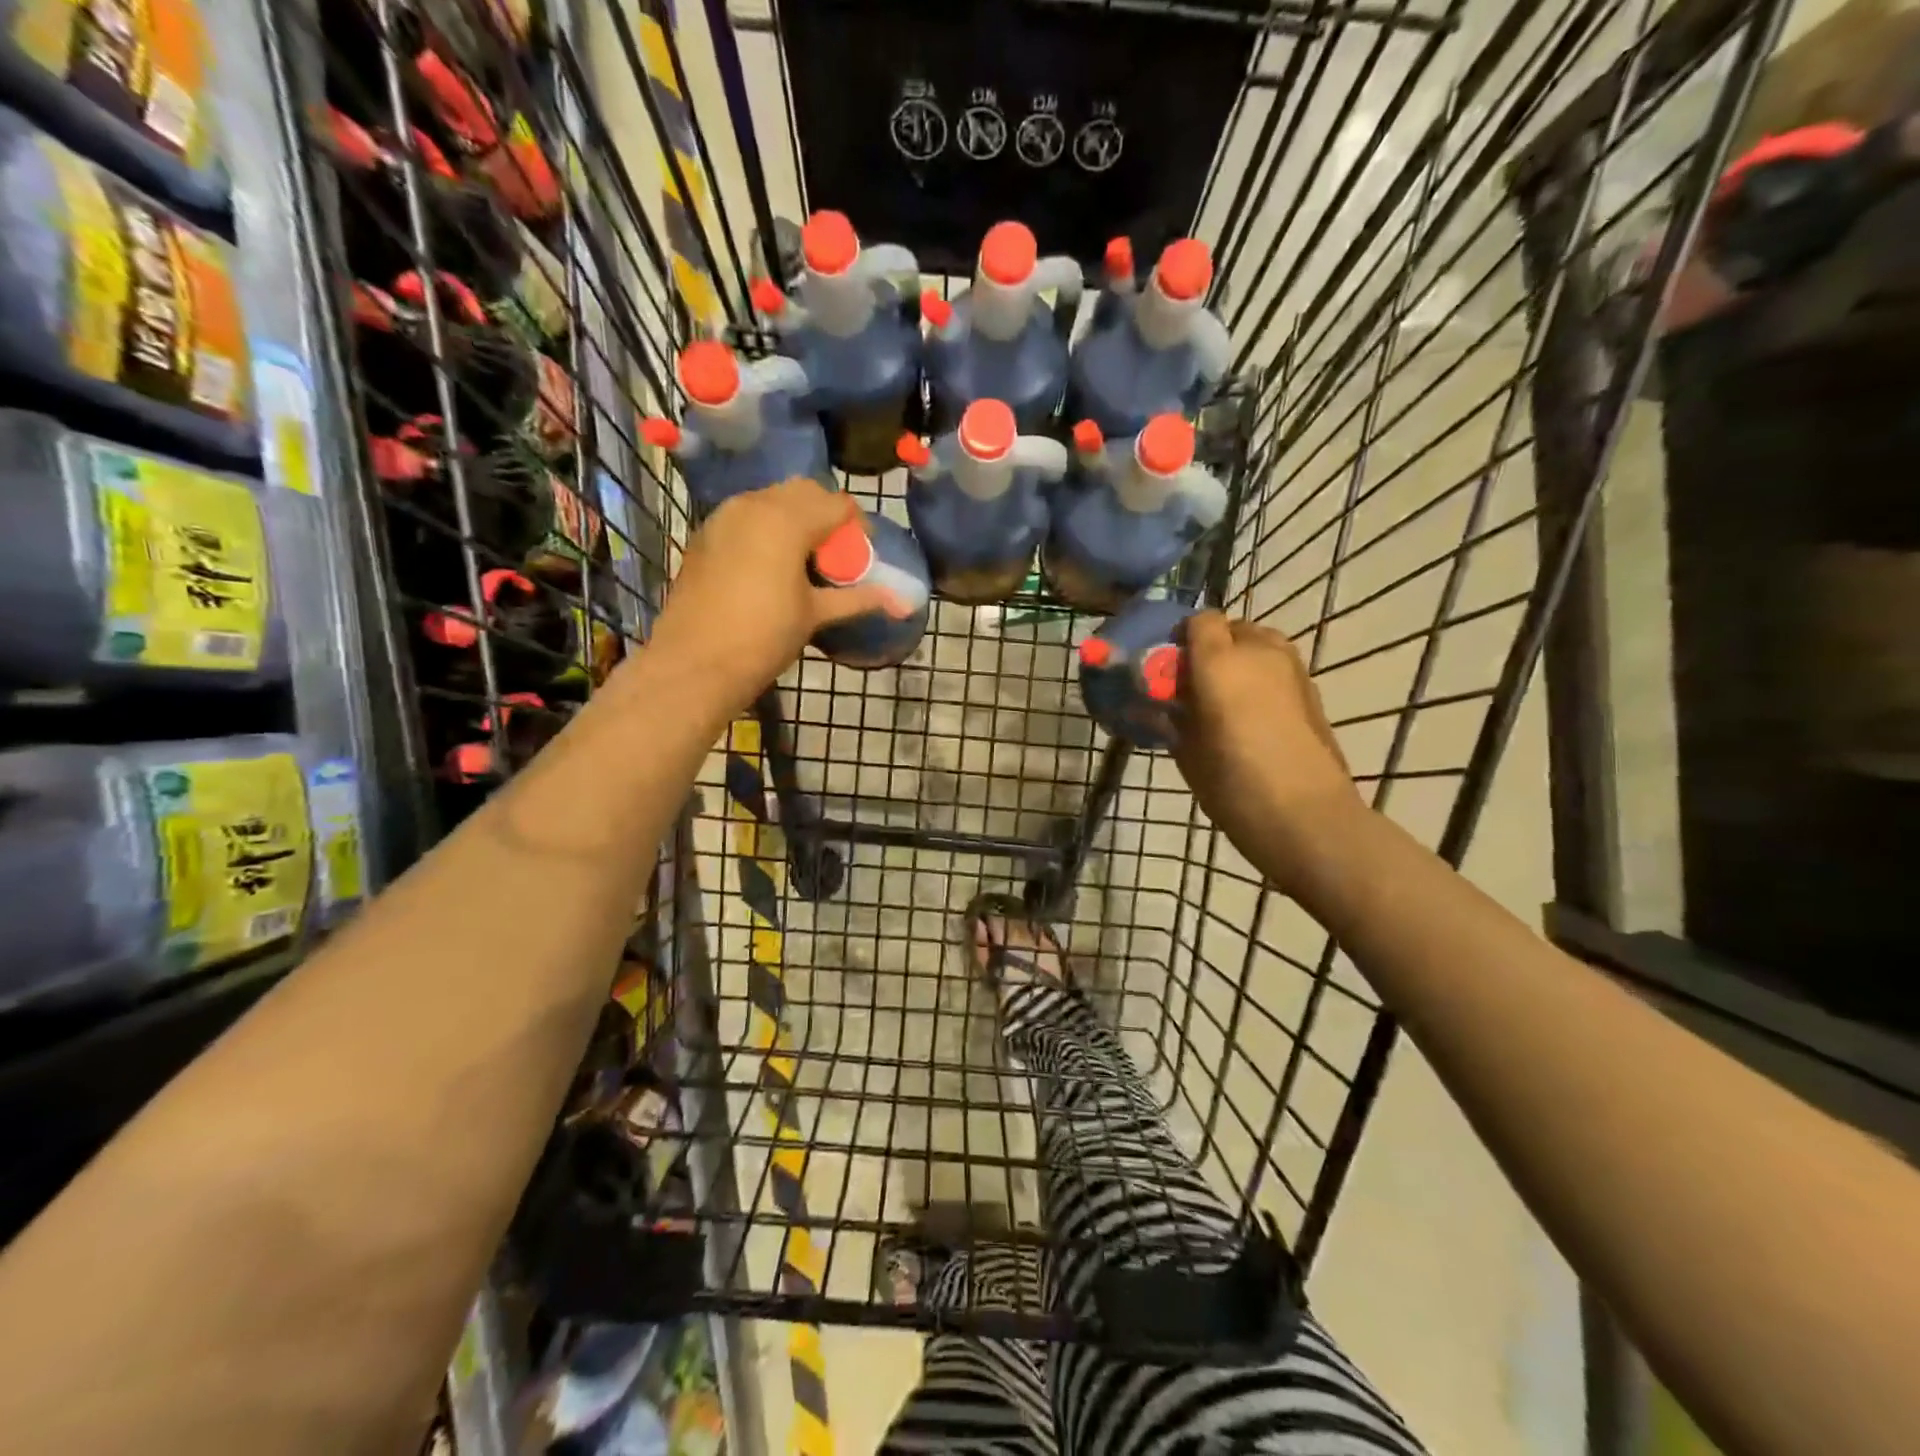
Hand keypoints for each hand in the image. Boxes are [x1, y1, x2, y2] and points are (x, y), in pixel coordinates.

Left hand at [644, 478, 896, 713]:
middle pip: (803, 492)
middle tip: (837, 554)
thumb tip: (902, 603)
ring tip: (806, 560)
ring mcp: (724, 517)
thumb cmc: (763, 637)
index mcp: (786, 520)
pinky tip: (772, 565)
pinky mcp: (706, 534)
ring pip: (772, 500)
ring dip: (795, 518)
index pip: (836, 503)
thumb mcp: (815, 615)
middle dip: (826, 515)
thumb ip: (857, 599)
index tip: (865, 552)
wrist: (694, 663)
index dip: (857, 525)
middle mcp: (754, 505)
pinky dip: (767, 528)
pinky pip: (747, 515)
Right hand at [1174, 612, 1362, 884]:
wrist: (1306, 816)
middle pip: (1232, 628)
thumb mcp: (1186, 752)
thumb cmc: (1234, 784)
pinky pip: (1278, 668)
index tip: (1167, 667)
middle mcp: (1260, 652)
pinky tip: (1250, 715)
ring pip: (1260, 645)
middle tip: (1193, 685)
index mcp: (1220, 661)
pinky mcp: (1313, 692)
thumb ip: (1170, 718)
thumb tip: (1156, 705)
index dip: (1180, 638)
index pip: (1199, 621)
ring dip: (1238, 660)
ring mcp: (1293, 669)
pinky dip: (1260, 678)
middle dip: (1211, 647)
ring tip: (1223, 698)